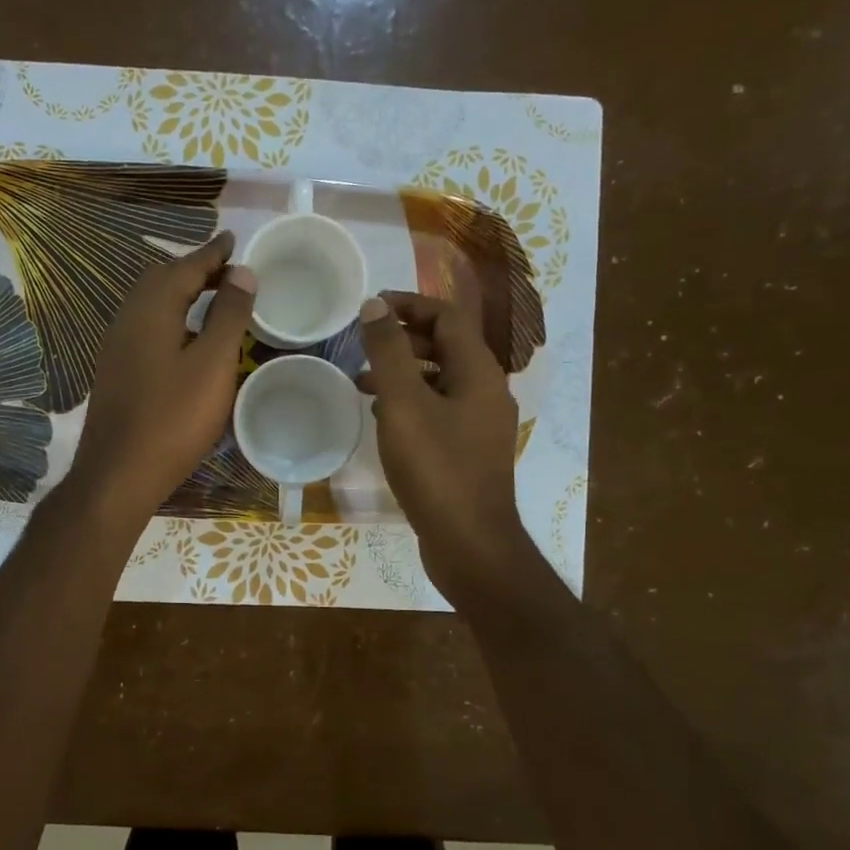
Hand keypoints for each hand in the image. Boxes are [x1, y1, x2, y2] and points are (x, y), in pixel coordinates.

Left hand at [68, 232, 255, 522]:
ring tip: (210, 298)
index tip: (234, 239)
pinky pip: (145, 327)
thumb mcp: (213, 365)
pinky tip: (184, 338)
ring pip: (150, 304)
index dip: (213, 253)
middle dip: (194, 270)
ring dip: (180, 293)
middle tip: (226, 270)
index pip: (186, 267)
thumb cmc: (173, 418)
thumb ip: (229, 315)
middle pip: (162, 280)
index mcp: (151, 310)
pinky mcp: (115, 372)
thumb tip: (242, 272)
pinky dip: (169, 318)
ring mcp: (116, 347)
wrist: (119, 474)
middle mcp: (127, 319)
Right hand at [357, 292, 534, 597]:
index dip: (409, 305)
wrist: (469, 543)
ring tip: (362, 383)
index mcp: (478, 372)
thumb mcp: (404, 404)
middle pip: (446, 347)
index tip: (370, 308)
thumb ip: (389, 353)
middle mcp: (487, 392)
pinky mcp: (469, 453)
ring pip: (441, 382)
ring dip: (403, 374)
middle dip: (403, 340)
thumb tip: (374, 305)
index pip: (447, 317)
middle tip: (363, 346)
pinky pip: (439, 412)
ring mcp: (480, 425)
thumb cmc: (436, 468)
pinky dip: (411, 405)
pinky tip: (383, 420)